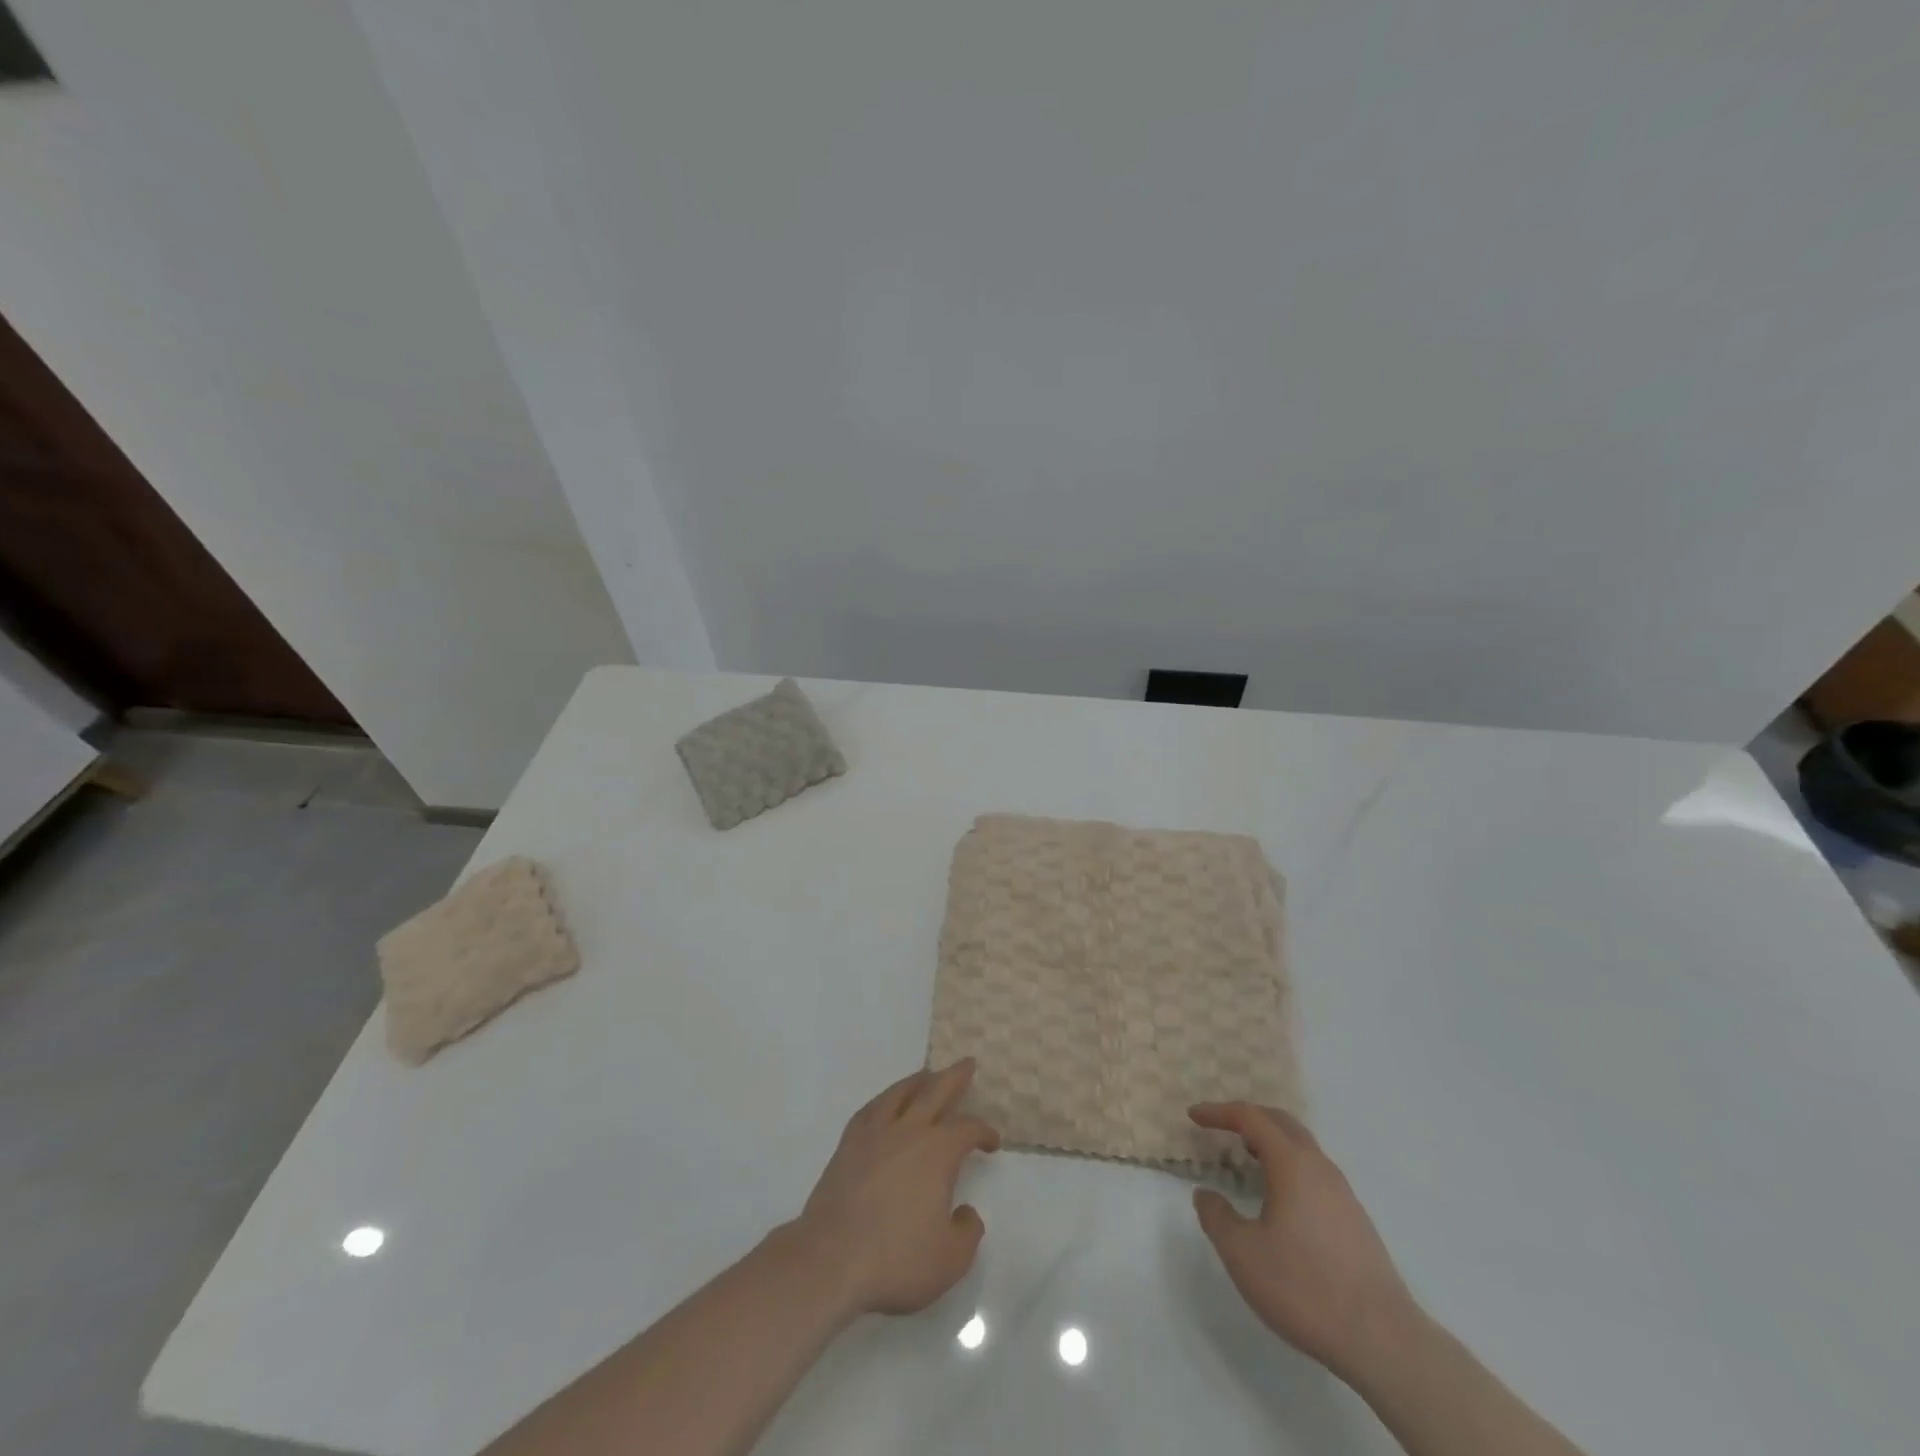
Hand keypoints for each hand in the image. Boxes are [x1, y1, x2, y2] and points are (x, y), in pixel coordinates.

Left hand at [790, 1060, 1000, 1316]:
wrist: (831, 1260)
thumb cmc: (896, 1260)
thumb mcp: (950, 1259)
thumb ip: (967, 1232)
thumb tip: (966, 1212)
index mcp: (938, 1151)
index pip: (967, 1129)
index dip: (983, 1131)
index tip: (991, 1142)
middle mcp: (908, 1131)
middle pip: (935, 1091)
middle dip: (955, 1077)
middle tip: (967, 1063)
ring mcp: (874, 1134)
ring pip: (899, 1093)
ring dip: (918, 1081)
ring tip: (927, 1075)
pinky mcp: (847, 1145)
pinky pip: (870, 1110)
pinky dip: (884, 1100)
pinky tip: (886, 1103)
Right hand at [1189, 1102, 1415, 1381]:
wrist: (1383, 1341)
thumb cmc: (1305, 1287)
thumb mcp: (1243, 1254)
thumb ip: (1217, 1217)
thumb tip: (1206, 1194)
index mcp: (1292, 1163)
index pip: (1251, 1117)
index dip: (1219, 1112)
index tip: (1194, 1115)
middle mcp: (1320, 1168)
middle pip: (1282, 1122)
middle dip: (1248, 1117)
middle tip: (1221, 1127)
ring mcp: (1343, 1194)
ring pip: (1302, 1148)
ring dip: (1271, 1142)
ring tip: (1247, 1159)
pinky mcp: (1356, 1220)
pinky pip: (1315, 1172)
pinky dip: (1289, 1166)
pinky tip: (1280, 1198)